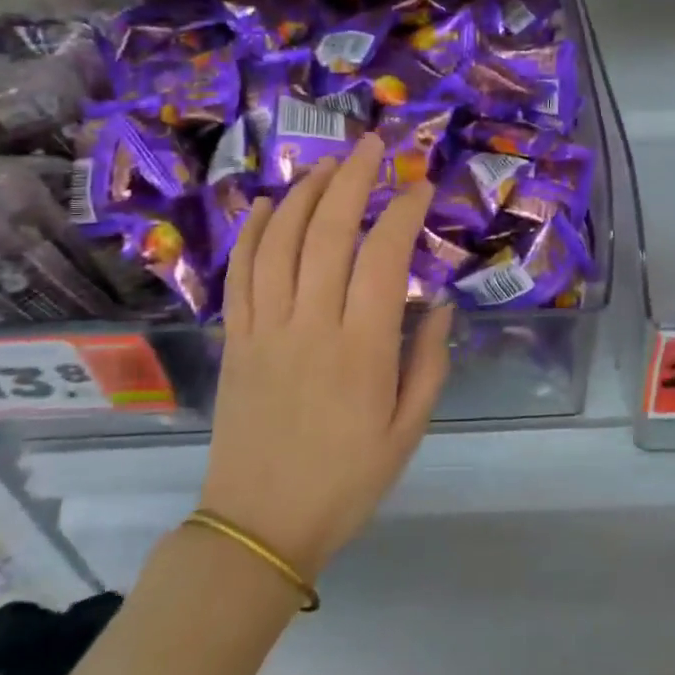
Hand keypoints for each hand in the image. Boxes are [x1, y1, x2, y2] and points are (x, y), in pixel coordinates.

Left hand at [199, 136, 452, 578]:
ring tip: (326, 164)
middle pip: (328, 233)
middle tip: (372, 146)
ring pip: (280, 242)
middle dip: (352, 180)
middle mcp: (311, 326)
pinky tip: (264, 203)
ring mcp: (266, 329)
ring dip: (303, 194)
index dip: (402, 213)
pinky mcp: (237, 340)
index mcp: (362, 350)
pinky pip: (240, 274)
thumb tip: (437, 305)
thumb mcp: (407, 432)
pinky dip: (251, 233)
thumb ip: (428, 364)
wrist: (258, 527)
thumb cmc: (345, 482)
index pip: (383, 258)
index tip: (419, 187)